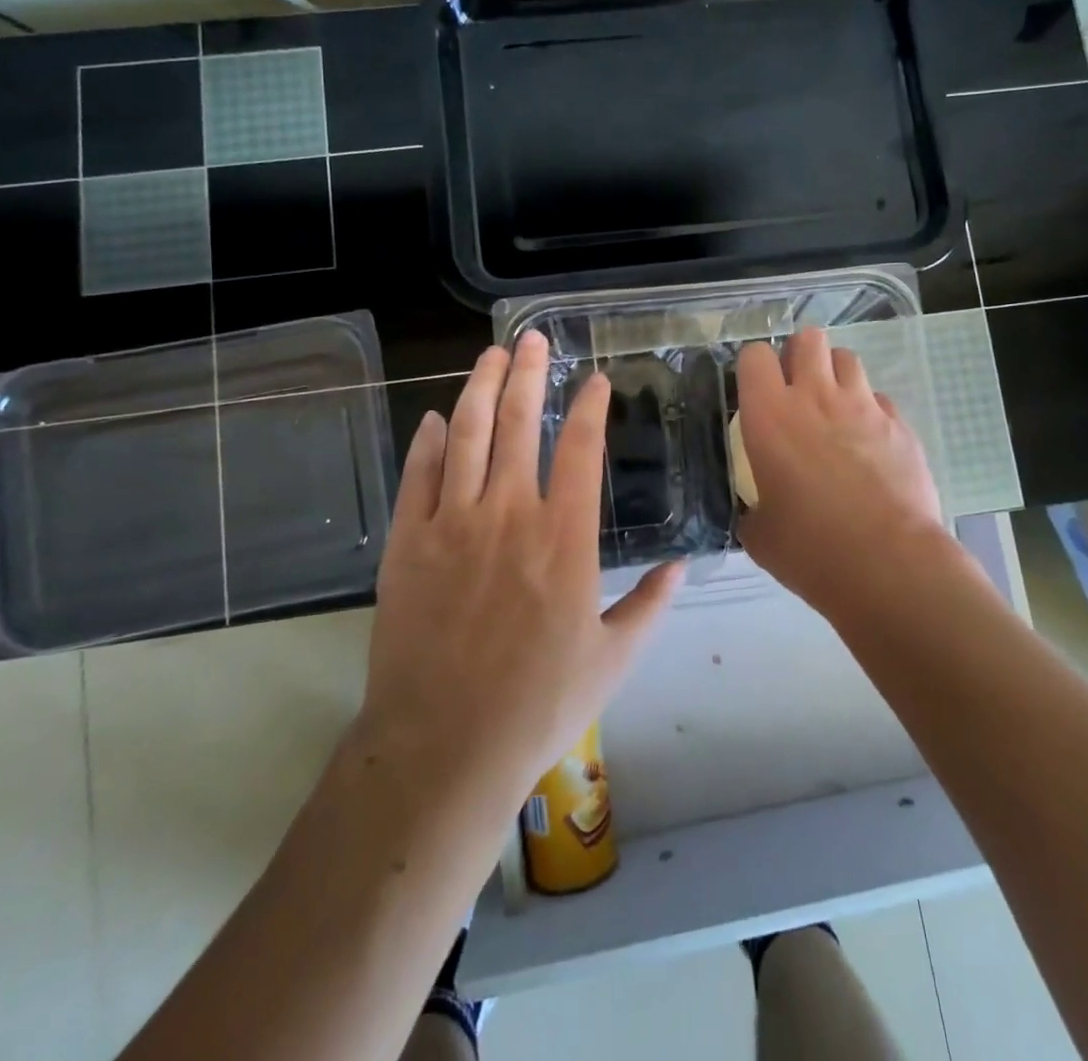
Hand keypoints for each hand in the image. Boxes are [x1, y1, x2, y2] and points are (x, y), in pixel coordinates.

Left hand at [358, 332, 682, 807]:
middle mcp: (509, 515)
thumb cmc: (538, 705)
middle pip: (519, 425)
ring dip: (479, 390)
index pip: (581, 450)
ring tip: (490, 356)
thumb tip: (680, 567)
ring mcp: (452, 524)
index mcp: (565, 539)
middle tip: (532, 339)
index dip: (590, 408)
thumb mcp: (612, 660)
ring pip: (467, 437)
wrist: (443, 747)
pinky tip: (435, 420)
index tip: (595, 381)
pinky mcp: (407, 544)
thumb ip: (649, 606)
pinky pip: (418, 478)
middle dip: (529, 375)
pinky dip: (427, 444)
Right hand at [735, 327, 947, 618]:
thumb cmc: (811, 549)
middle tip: (796, 389)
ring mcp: (864, 406)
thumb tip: (758, 509)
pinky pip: (880, 399)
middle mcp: (816, 397)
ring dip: (835, 375)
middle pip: (808, 339)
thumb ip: (753, 507)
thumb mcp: (759, 534)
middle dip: (799, 355)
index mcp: (770, 416)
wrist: (889, 565)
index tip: (755, 391)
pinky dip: (870, 411)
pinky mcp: (900, 425)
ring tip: (833, 408)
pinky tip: (868, 443)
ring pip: (847, 358)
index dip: (753, 368)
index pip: (754, 355)